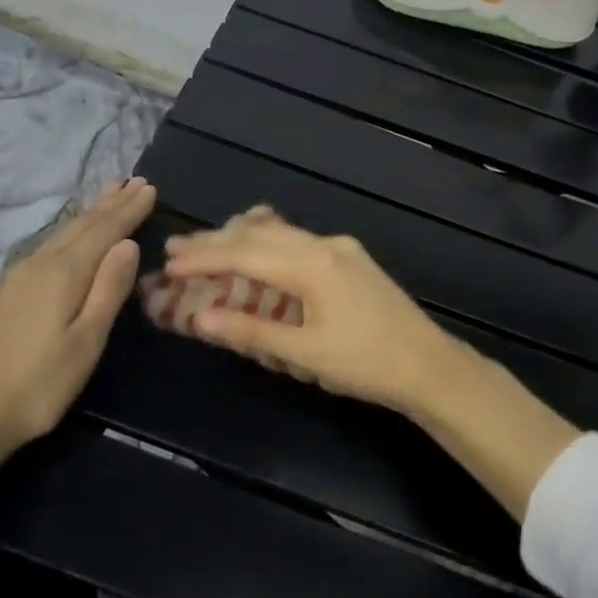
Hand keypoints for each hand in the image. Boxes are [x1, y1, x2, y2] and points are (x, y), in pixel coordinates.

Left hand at [0, 176, 155, 448]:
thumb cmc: (38, 382)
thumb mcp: (86, 340)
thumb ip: (108, 289)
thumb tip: (128, 243)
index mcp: (65, 272)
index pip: (105, 231)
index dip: (129, 210)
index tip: (150, 188)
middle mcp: (42, 263)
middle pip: (83, 225)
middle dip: (112, 203)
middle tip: (135, 181)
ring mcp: (22, 276)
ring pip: (65, 232)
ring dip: (92, 212)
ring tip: (110, 192)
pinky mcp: (11, 292)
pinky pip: (53, 243)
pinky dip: (73, 229)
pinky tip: (73, 233)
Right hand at [162, 207, 477, 413]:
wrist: (429, 365)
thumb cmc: (365, 364)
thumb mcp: (304, 354)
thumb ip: (251, 332)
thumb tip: (201, 318)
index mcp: (312, 265)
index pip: (246, 254)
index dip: (204, 258)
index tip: (169, 262)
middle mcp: (325, 245)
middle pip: (260, 234)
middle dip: (217, 240)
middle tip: (177, 245)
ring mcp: (341, 248)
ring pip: (281, 232)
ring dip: (243, 237)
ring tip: (209, 244)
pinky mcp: (352, 258)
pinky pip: (299, 239)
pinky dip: (269, 242)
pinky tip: (259, 249)